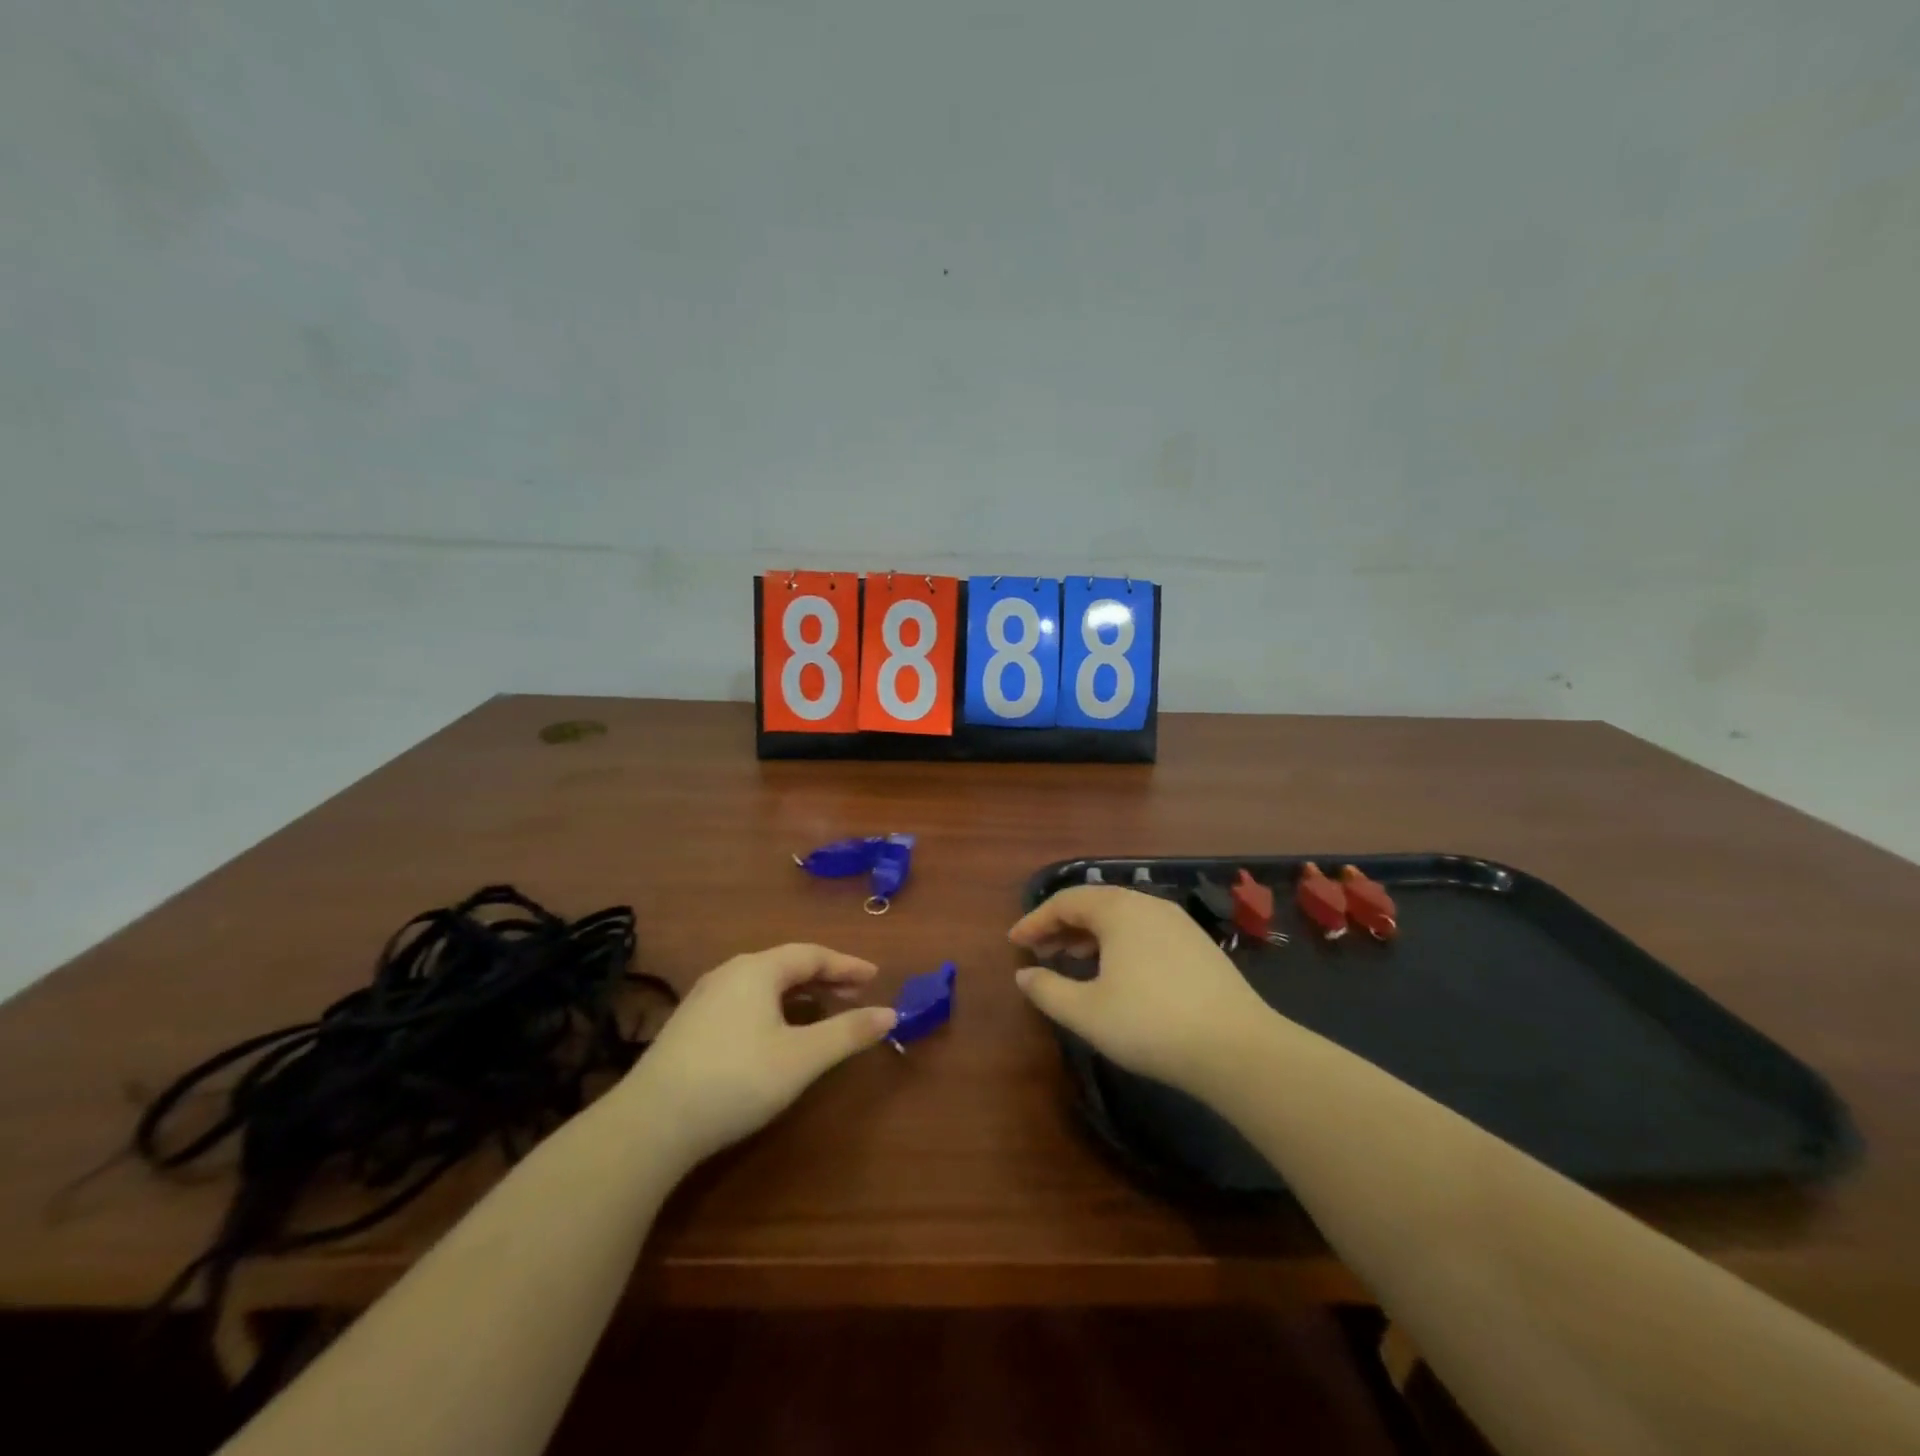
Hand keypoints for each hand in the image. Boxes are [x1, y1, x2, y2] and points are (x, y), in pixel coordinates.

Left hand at [617, 944, 896, 1165]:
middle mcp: (730, 972)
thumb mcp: (801, 1058)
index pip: (812, 955)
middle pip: (787, 965)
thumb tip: (890, 1013)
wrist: (650, 1123)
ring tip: (822, 1011)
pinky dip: (774, 1007)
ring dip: (798, 993)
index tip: (875, 977)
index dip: (847, 965)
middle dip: (824, 978)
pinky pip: (745, 1000)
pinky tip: (777, 1033)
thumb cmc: (736, 1080)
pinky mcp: (690, 1024)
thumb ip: (847, 1032)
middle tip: (855, 994)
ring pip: (763, 983)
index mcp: (758, 969)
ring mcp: (704, 997)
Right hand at [1008, 886, 1275, 1092]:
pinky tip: (1116, 973)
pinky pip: (1145, 931)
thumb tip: (1024, 974)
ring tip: (1072, 960)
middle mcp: (1148, 905)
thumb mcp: (1086, 1012)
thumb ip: (1047, 990)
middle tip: (1039, 950)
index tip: (1014, 941)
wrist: (1237, 1048)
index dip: (1035, 920)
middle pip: (1095, 903)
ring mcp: (1178, 923)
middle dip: (1062, 925)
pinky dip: (1119, 943)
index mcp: (1118, 910)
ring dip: (1091, 934)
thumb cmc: (1150, 1024)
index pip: (1065, 902)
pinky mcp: (1199, 945)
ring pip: (1122, 917)